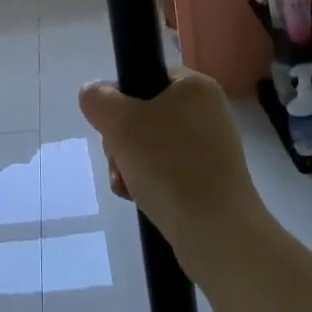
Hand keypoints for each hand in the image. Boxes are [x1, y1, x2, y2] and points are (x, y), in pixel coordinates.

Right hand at [78, 68, 266, 268]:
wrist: (217, 234)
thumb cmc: (169, 165)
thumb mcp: (120, 122)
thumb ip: (99, 99)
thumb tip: (94, 94)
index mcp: (196, 86)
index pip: (146, 76)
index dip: (122, 99)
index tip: (112, 126)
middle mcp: (209, 112)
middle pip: (146, 115)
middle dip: (122, 141)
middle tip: (118, 161)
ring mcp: (213, 150)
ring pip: (153, 147)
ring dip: (131, 165)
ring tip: (127, 186)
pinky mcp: (213, 183)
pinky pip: (170, 173)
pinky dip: (151, 184)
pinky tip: (140, 200)